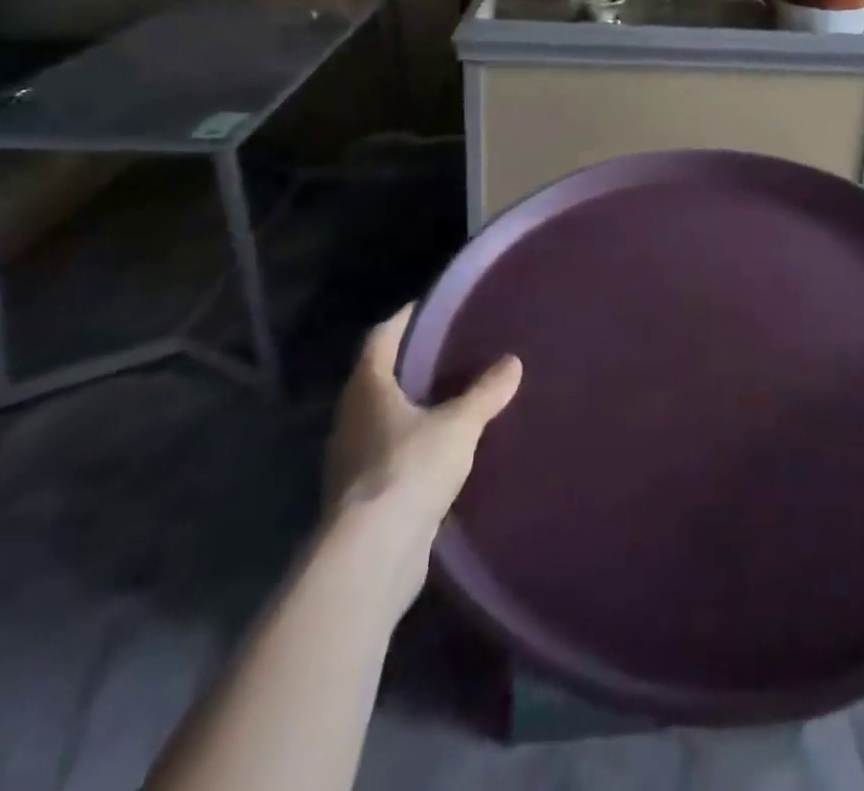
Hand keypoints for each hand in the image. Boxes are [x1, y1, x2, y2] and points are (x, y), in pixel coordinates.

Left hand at [324, 304, 522, 532]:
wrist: (372, 556)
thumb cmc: (409, 469)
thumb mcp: (459, 424)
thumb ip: (486, 392)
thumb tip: (512, 362)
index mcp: (367, 388)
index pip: (381, 338)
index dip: (405, 319)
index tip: (432, 307)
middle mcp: (351, 418)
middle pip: (379, 377)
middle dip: (412, 365)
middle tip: (453, 351)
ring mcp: (351, 460)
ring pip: (384, 418)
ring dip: (413, 408)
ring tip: (454, 398)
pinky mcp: (362, 496)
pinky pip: (390, 455)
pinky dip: (413, 446)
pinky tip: (444, 450)